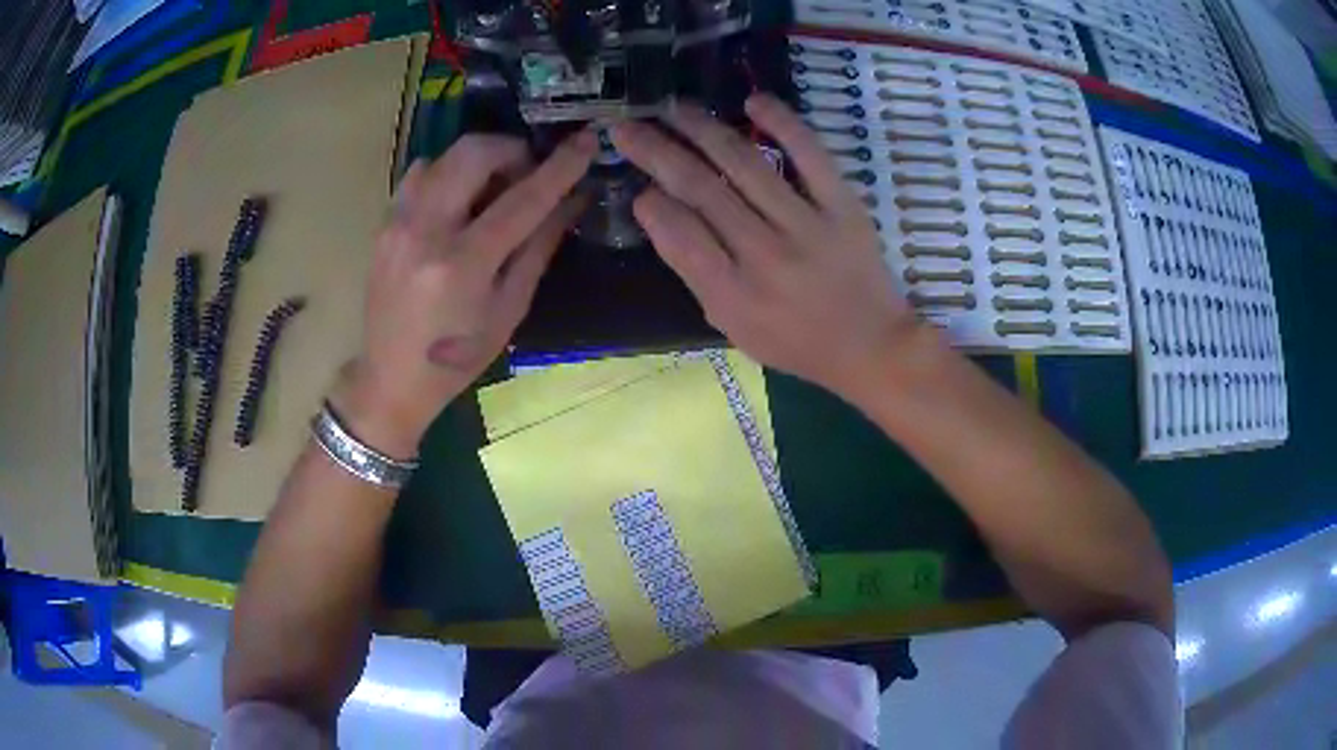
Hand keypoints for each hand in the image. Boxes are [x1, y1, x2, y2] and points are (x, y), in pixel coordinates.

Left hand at [333, 132, 596, 457]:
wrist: (390, 377)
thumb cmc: (458, 357)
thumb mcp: (509, 309)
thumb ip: (539, 247)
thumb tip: (571, 200)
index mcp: (463, 264)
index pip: (522, 199)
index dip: (559, 166)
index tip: (586, 141)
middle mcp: (424, 232)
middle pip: (473, 153)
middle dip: (512, 150)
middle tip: (527, 173)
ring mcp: (397, 223)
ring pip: (444, 156)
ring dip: (479, 160)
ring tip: (492, 190)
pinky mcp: (383, 222)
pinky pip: (420, 175)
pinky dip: (448, 173)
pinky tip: (458, 201)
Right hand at [610, 95, 921, 399]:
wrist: (870, 345)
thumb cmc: (795, 341)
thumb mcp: (733, 326)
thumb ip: (696, 273)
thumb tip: (661, 213)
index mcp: (733, 294)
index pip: (679, 235)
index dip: (650, 203)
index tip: (636, 183)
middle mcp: (765, 256)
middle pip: (701, 189)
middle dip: (656, 151)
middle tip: (627, 126)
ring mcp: (807, 225)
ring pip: (745, 164)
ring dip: (703, 129)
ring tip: (675, 108)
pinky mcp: (843, 205)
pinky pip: (809, 154)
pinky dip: (782, 122)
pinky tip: (753, 100)